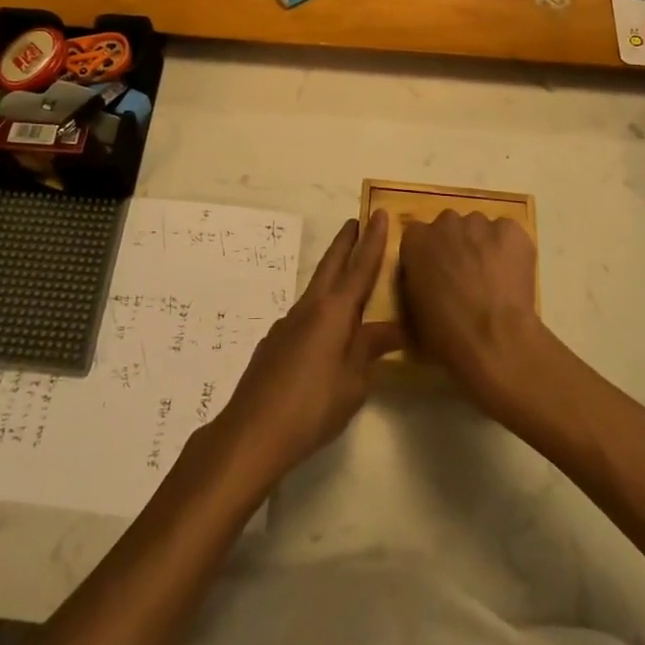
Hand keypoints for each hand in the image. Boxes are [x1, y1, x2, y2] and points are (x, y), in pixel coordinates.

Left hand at [211, 212, 403, 483]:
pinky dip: (321, 308)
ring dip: (332, 273)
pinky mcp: (275, 342)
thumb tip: (392, 329)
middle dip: (345, 242)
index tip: (379, 213)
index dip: (373, 241)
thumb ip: (369, 350)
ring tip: (348, 274)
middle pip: (331, 265)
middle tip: (357, 222)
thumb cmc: (312, 406)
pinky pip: (306, 314)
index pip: (360, 268)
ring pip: (317, 288)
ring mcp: (288, 323)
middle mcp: (310, 308)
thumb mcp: (353, 383)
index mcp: (334, 312)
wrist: (252, 431)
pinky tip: (325, 330)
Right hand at [398, 209, 542, 411]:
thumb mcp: (413, 313)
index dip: (430, 257)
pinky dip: (511, 250)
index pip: (418, 237)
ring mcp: (480, 223)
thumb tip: (426, 284)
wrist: (493, 338)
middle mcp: (445, 222)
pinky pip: (509, 235)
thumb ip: (415, 285)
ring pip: (481, 229)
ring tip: (494, 280)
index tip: (437, 277)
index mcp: (415, 240)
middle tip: (466, 278)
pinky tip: (513, 277)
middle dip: (456, 247)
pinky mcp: (511, 230)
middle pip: (450, 227)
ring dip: (483, 247)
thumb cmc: (445, 334)